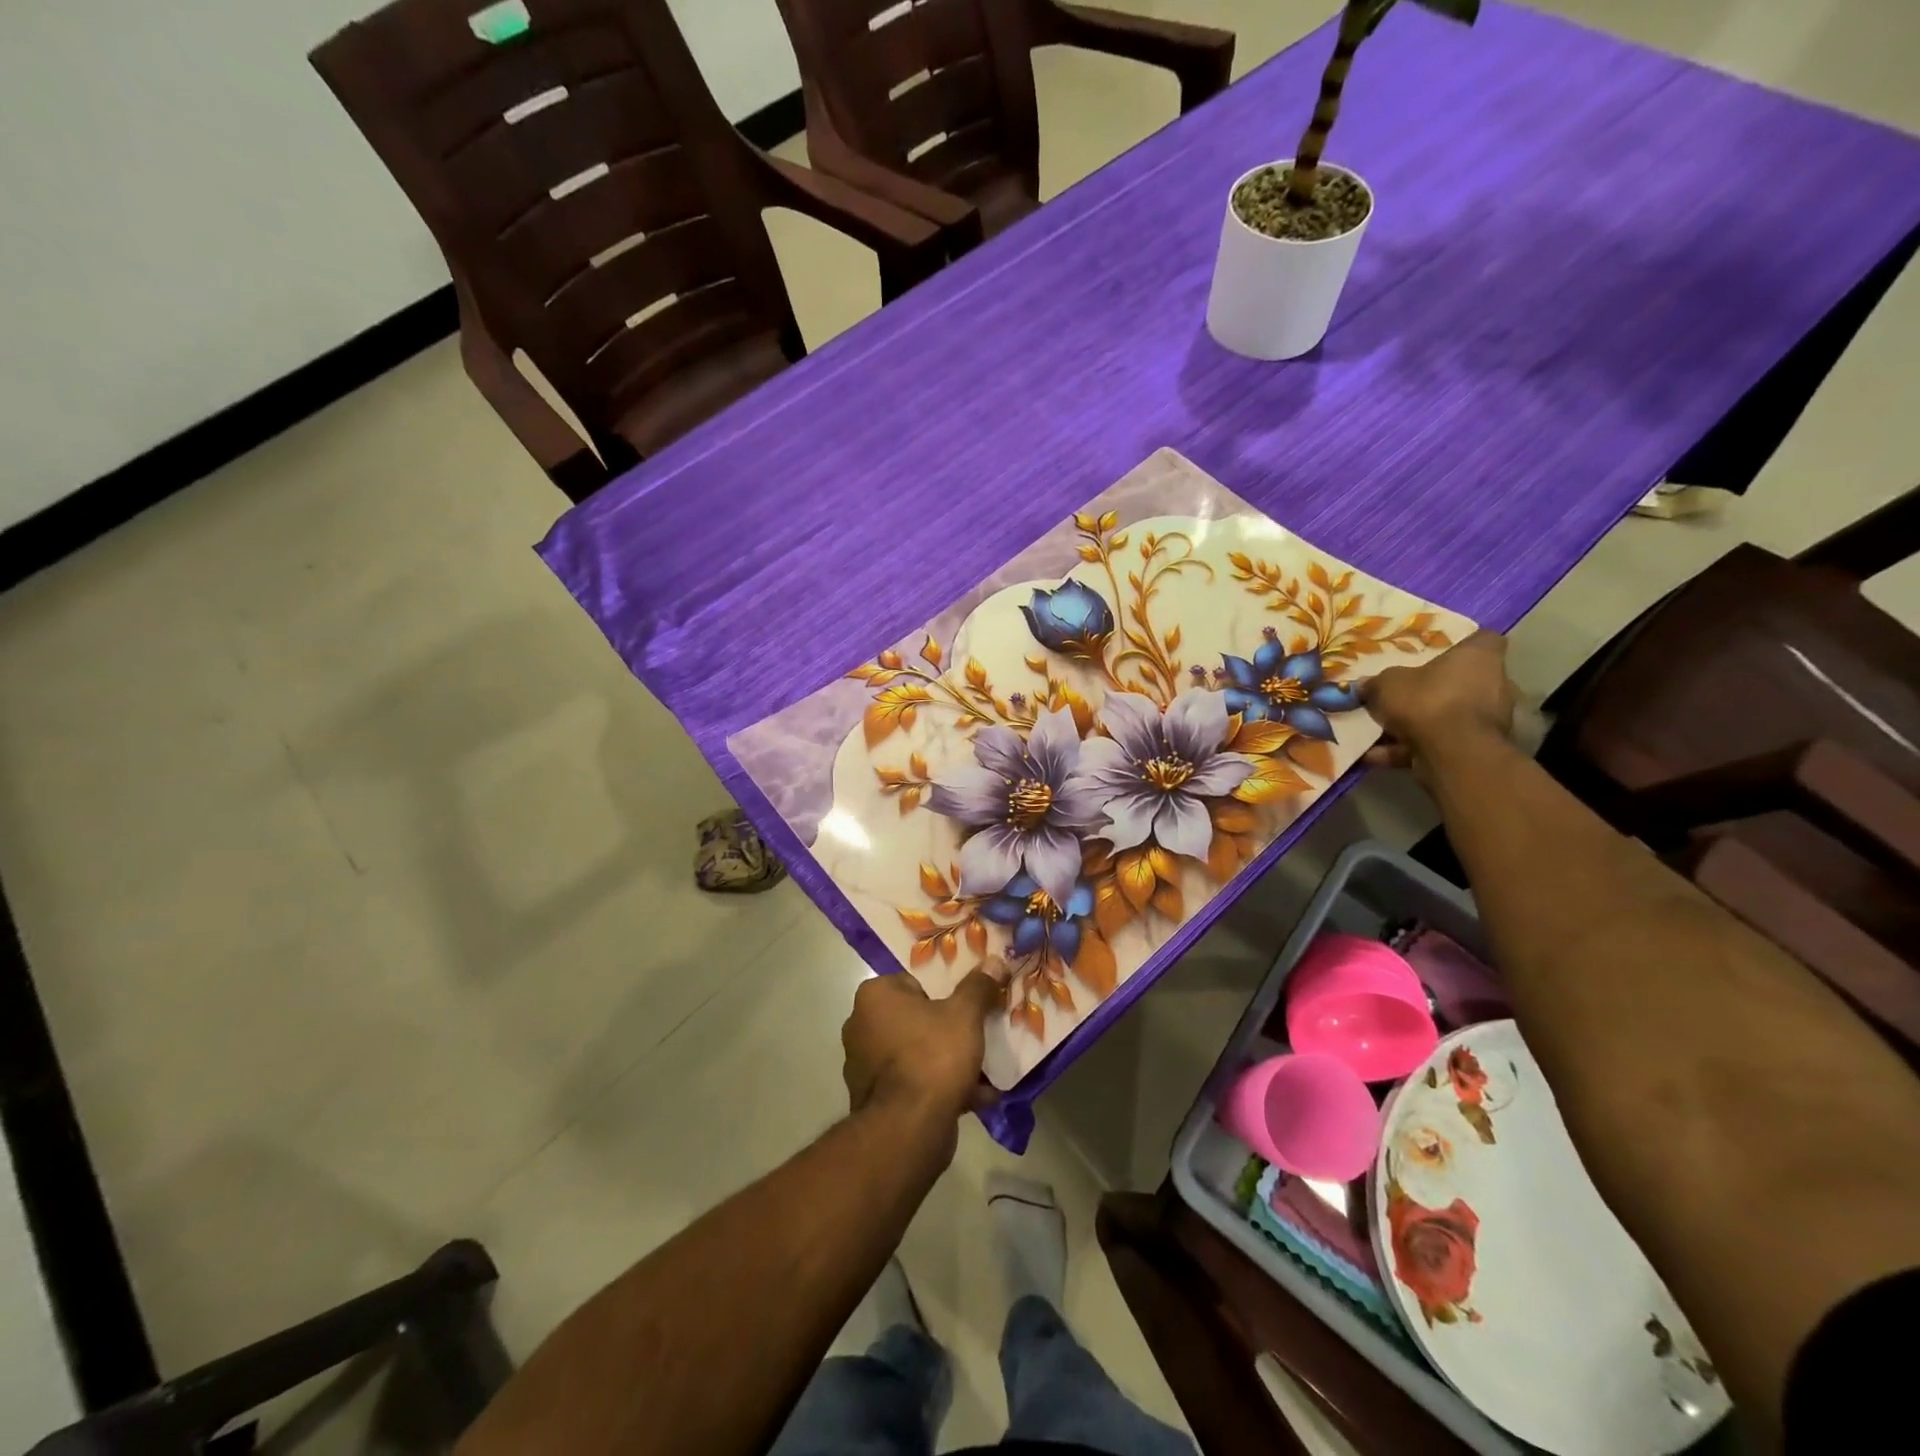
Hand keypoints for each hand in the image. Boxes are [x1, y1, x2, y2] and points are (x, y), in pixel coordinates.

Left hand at [842, 962, 1007, 1125]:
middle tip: (980, 1033)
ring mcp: (864, 1065)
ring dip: (949, 1061)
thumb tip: (995, 961)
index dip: (947, 990)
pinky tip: (977, 1097)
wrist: (909, 1130)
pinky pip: (914, 1082)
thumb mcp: (965, 1014)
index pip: (915, 981)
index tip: (971, 1003)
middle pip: (918, 1018)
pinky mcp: (875, 1099)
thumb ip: (979, 986)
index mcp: (875, 996)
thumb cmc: (932, 1056)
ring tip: (985, 1069)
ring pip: (918, 1053)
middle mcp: (861, 1025)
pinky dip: (940, 1087)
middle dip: (950, 1029)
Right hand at [1360, 630, 1516, 783]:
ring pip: (1446, 716)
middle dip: (1431, 689)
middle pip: (1460, 681)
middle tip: (1400, 693)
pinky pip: (1437, 743)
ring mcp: (1487, 719)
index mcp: (1479, 657)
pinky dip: (1408, 749)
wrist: (1450, 752)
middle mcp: (1493, 684)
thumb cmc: (1426, 700)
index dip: (1459, 644)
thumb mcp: (1386, 684)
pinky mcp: (1475, 748)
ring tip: (1378, 731)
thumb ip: (1376, 683)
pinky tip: (1376, 755)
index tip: (1435, 652)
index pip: (1481, 640)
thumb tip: (1364, 685)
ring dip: (1415, 724)